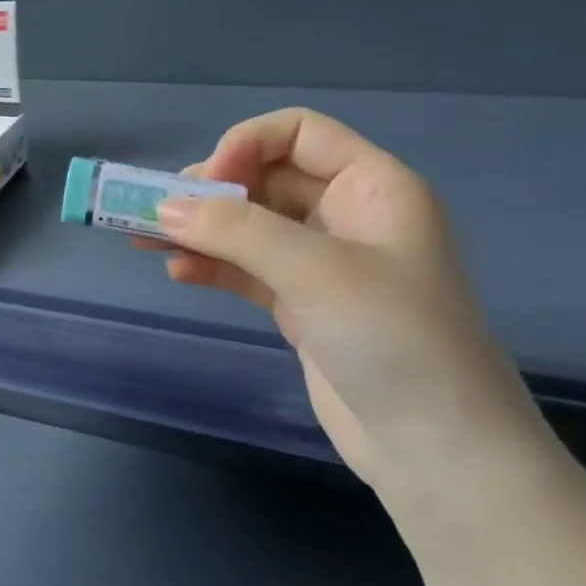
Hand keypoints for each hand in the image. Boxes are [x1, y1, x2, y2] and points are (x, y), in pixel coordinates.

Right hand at [154, 110, 560, 503]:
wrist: (440, 453)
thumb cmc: (393, 339)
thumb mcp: (314, 271)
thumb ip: (234, 231)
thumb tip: (162, 208)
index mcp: (372, 186)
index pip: (299, 132)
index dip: (246, 145)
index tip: (205, 183)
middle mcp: (347, 215)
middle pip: (265, 177)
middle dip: (209, 191)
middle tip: (158, 213)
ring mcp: (323, 263)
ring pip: (249, 226)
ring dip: (200, 229)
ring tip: (145, 240)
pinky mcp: (302, 305)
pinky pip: (246, 268)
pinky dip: (211, 265)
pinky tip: (177, 273)